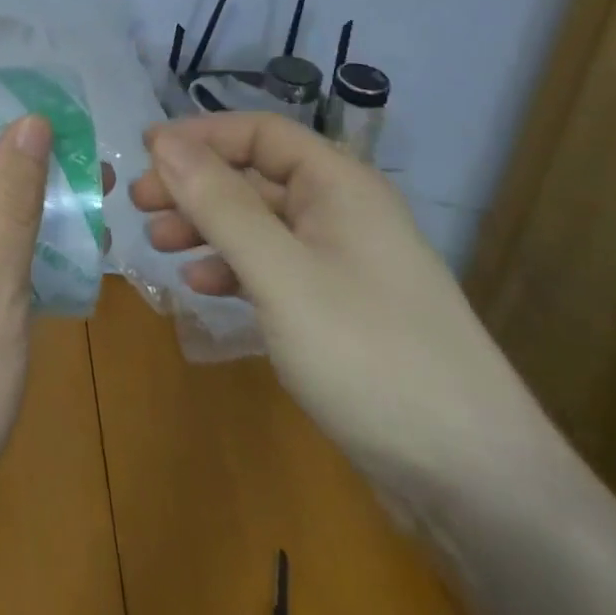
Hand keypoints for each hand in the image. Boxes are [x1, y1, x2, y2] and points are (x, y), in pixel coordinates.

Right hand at [132, 113, 560, 499]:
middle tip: (139, 204)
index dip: (200, 136)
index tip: (145, 153)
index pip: (259, 132)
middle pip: (256, 177)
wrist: (476, 482)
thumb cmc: (369, 354)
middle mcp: (343, 211)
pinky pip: (276, 268)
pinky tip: (204, 288)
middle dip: (195, 186)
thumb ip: (220, 204)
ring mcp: (345, 262)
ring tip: (159, 246)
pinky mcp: (342, 309)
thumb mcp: (281, 274)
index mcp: (339, 184)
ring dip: (208, 228)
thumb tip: (163, 141)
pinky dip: (235, 269)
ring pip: (261, 224)